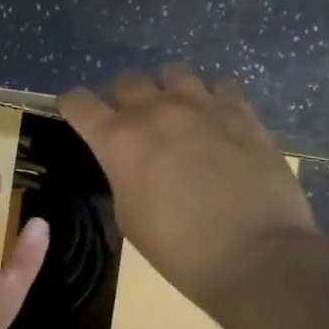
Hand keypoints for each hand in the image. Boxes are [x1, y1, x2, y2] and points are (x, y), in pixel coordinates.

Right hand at [59, 64, 320, 314]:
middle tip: (132, 123)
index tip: (75, 113)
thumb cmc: (179, 249)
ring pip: (174, 73)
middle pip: (127, 81)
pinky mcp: (242, 112)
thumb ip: (124, 176)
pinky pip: (221, 86)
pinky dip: (213, 99)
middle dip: (122, 99)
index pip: (79, 103)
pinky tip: (218, 120)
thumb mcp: (129, 217)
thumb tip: (133, 164)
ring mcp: (202, 106)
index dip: (72, 106)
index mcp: (118, 140)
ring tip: (177, 114)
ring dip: (167, 91)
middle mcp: (155, 111)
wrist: (255, 255)